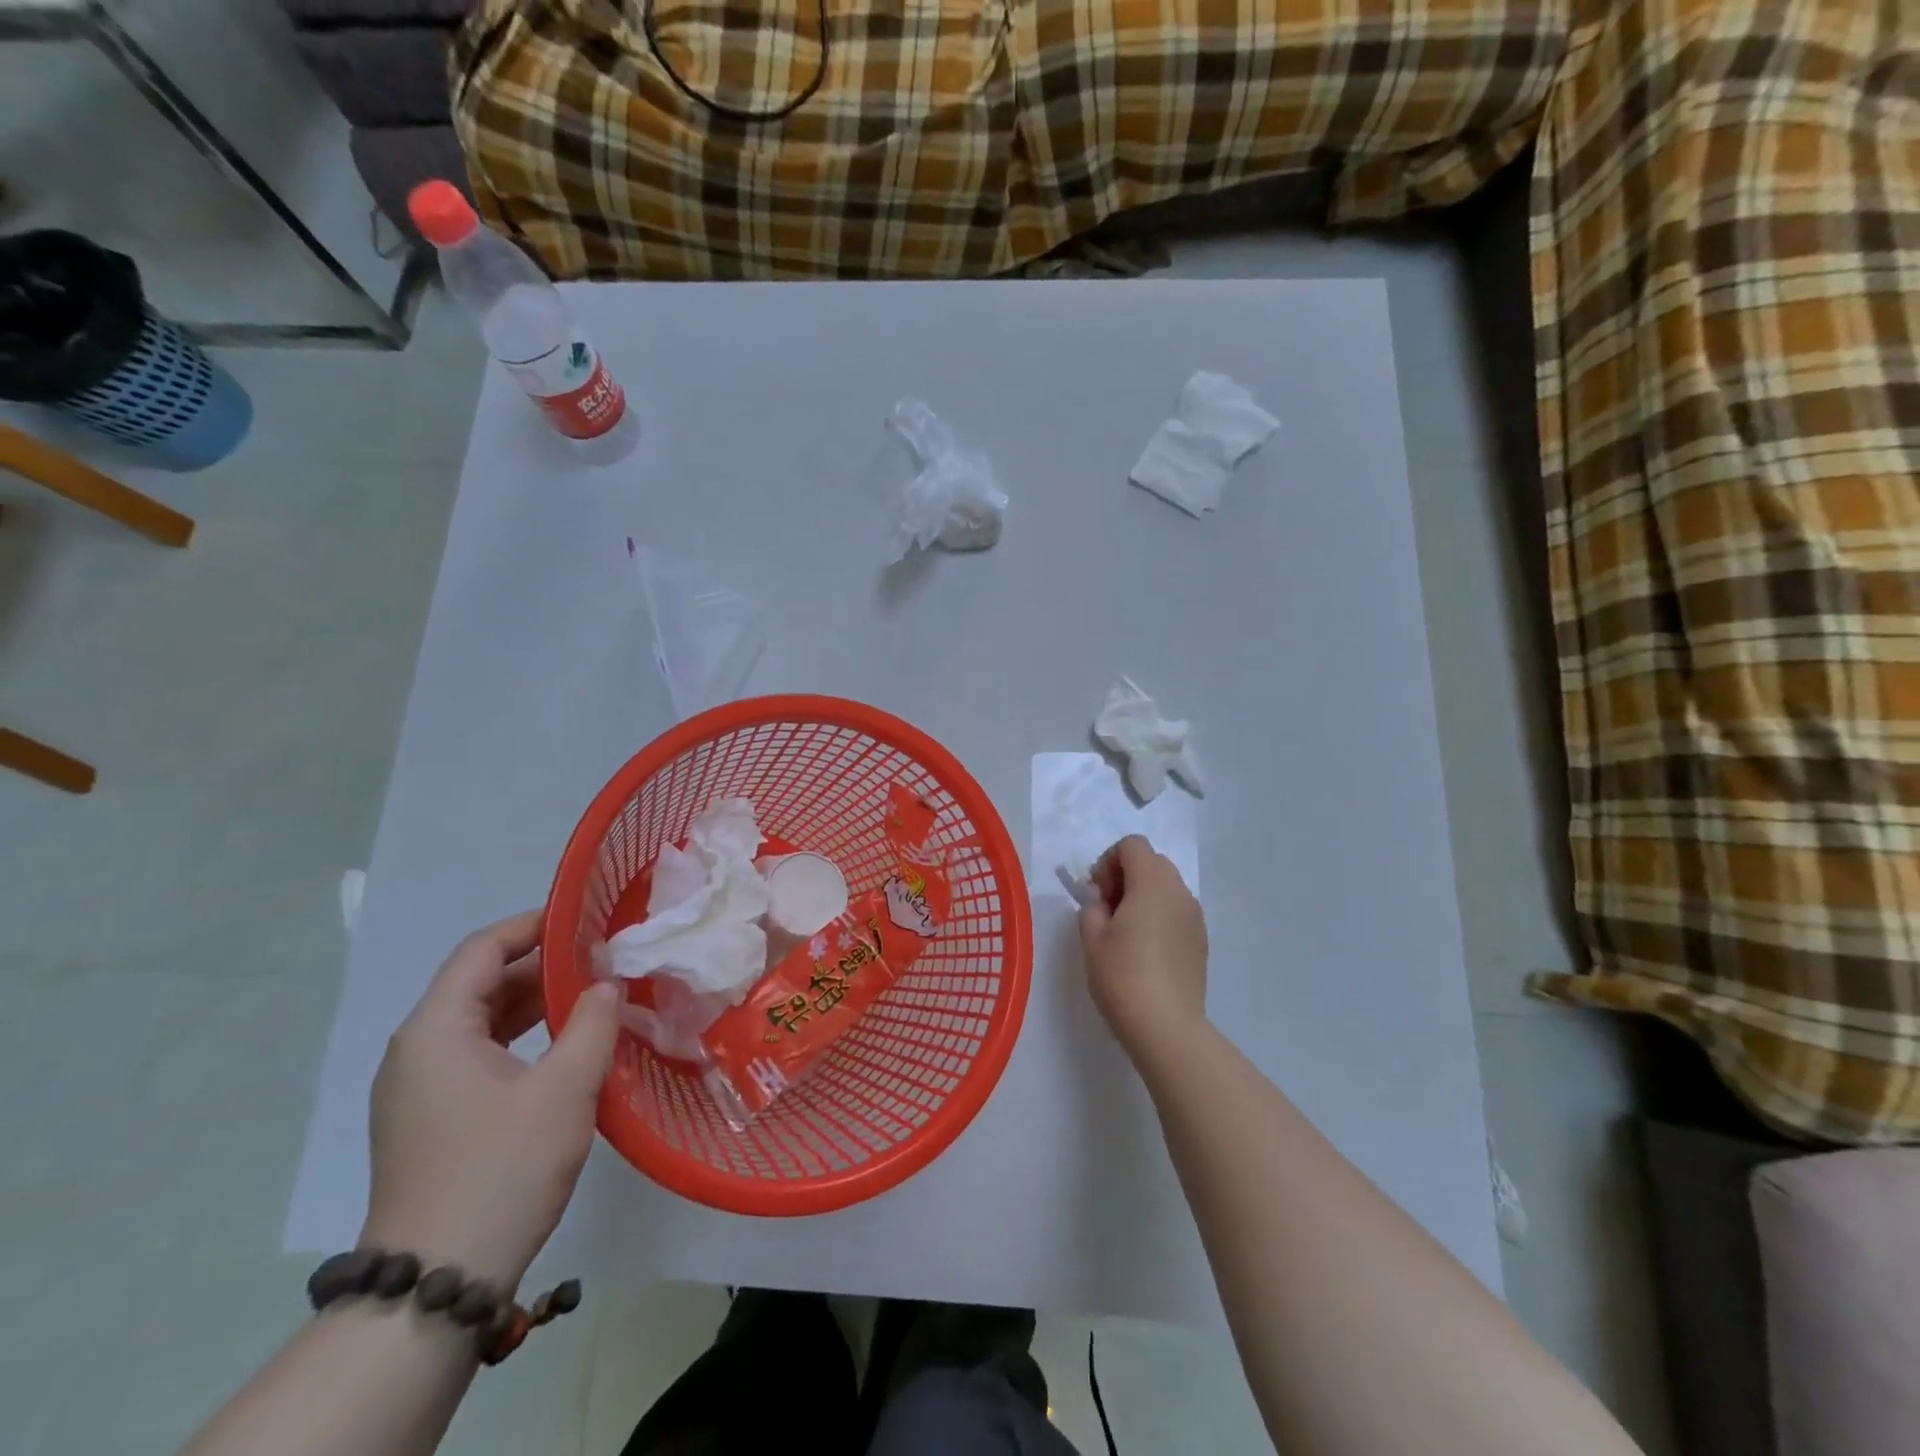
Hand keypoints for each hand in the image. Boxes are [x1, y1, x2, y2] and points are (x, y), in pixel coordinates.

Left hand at [361, 911, 620, 1292]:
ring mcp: (419, 1088)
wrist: (436, 1283)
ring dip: (535, 1003)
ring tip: (593, 995)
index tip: (587, 919)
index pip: (482, 948)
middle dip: (543, 966)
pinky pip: (478, 1055)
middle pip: (480, 982)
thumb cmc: (502, 1169)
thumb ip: (593, 1022)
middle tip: (604, 959)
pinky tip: (564, 1047)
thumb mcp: (565, 1088)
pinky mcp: (432, 1119)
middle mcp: (417, 1050)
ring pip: (481, 1021)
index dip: (534, 925)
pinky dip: (521, 1038)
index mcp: (436, 1029)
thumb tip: (606, 984)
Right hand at [1077, 835, 1208, 1056]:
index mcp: (1152, 883)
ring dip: (1143, 896)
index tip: (1097, 894)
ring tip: (1125, 932)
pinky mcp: (1201, 940)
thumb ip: (1092, 906)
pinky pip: (1176, 911)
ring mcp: (1195, 917)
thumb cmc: (1123, 976)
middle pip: (1152, 862)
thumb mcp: (1092, 937)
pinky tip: (1145, 950)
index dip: (1108, 861)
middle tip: (1107, 910)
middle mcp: (1179, 891)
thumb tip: (1102, 899)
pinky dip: (1159, 916)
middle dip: (1125, 876)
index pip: (1132, 845)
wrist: (1167, 1026)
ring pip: (1166, 887)